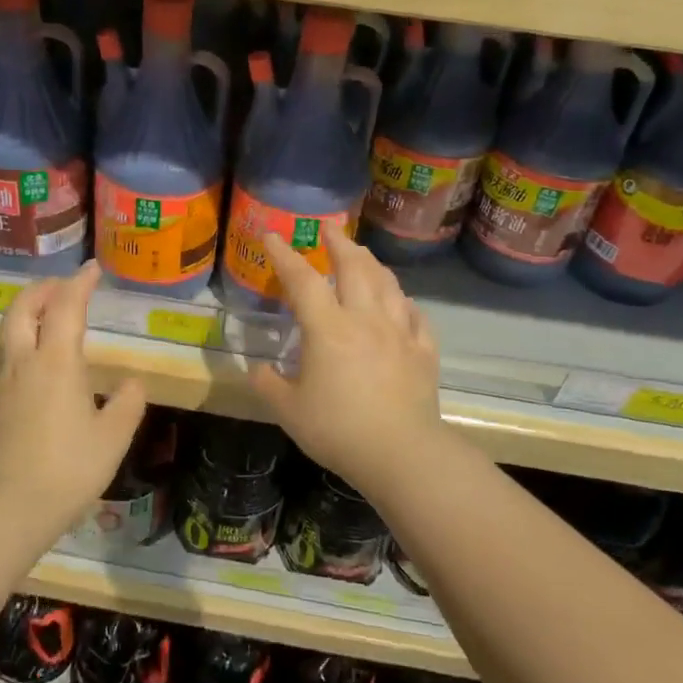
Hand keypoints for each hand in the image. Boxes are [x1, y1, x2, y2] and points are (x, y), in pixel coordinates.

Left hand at [0, 261, 148, 533]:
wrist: (8, 507)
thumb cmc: (69, 468)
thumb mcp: (113, 437)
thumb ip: (126, 403)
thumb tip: (131, 383)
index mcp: (57, 361)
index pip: (66, 306)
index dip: (80, 283)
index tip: (92, 269)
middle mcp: (24, 363)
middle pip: (22, 308)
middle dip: (42, 289)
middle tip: (63, 286)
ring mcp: (2, 383)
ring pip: (8, 333)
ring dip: (28, 314)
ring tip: (50, 319)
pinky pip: (6, 359)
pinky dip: (22, 344)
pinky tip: (39, 367)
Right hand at [249, 230, 445, 489]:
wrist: (401, 453)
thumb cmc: (338, 430)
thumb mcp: (289, 411)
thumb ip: (268, 384)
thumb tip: (258, 368)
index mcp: (328, 329)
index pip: (302, 280)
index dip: (284, 255)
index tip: (272, 235)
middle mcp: (365, 319)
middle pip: (354, 267)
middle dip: (339, 242)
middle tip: (329, 228)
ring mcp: (399, 332)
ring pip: (387, 284)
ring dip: (371, 263)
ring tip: (362, 255)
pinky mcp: (424, 350)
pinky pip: (415, 315)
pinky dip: (403, 301)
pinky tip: (400, 302)